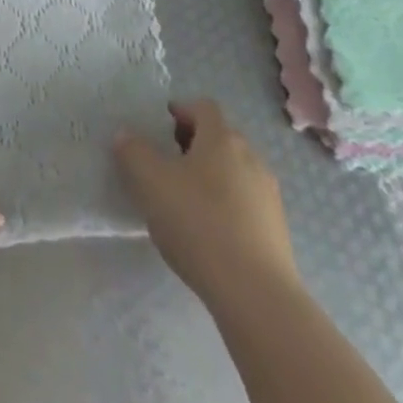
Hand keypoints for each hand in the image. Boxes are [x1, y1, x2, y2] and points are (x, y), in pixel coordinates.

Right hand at [114, 99, 297, 305]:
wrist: (256, 295)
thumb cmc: (199, 224)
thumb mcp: (150, 183)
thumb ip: (132, 152)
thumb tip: (125, 135)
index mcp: (222, 138)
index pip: (203, 107)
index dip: (181, 111)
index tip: (162, 126)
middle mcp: (251, 157)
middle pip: (220, 138)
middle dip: (194, 145)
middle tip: (169, 163)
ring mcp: (268, 195)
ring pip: (235, 171)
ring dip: (212, 176)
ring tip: (187, 201)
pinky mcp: (277, 230)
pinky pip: (246, 203)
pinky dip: (227, 206)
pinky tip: (210, 233)